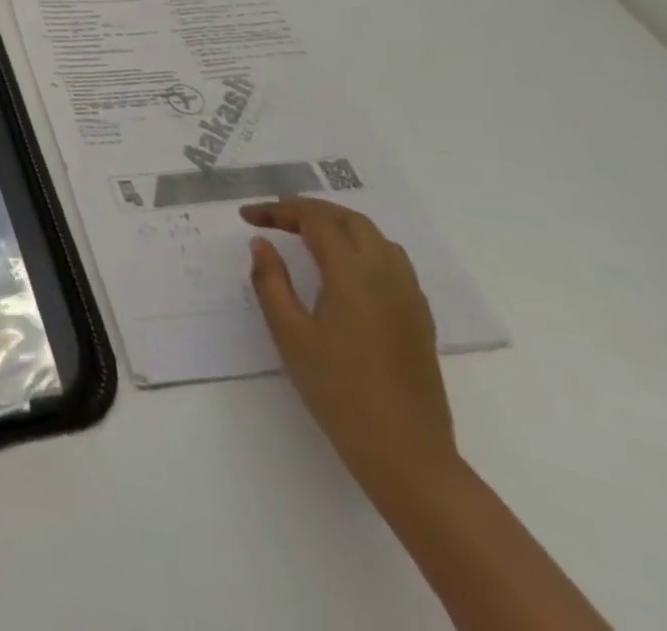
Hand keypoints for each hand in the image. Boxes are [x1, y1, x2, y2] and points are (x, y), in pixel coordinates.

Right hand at [241, 197, 457, 492]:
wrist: (407, 455)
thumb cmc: (339, 391)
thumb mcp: (290, 335)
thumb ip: (271, 281)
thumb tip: (261, 243)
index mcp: (353, 274)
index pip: (315, 220)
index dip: (278, 210)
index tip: (248, 217)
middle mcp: (386, 274)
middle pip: (349, 220)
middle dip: (309, 210)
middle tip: (274, 217)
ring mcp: (409, 296)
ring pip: (375, 237)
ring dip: (339, 225)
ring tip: (306, 234)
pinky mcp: (419, 318)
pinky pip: (392, 261)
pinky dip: (362, 246)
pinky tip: (344, 269)